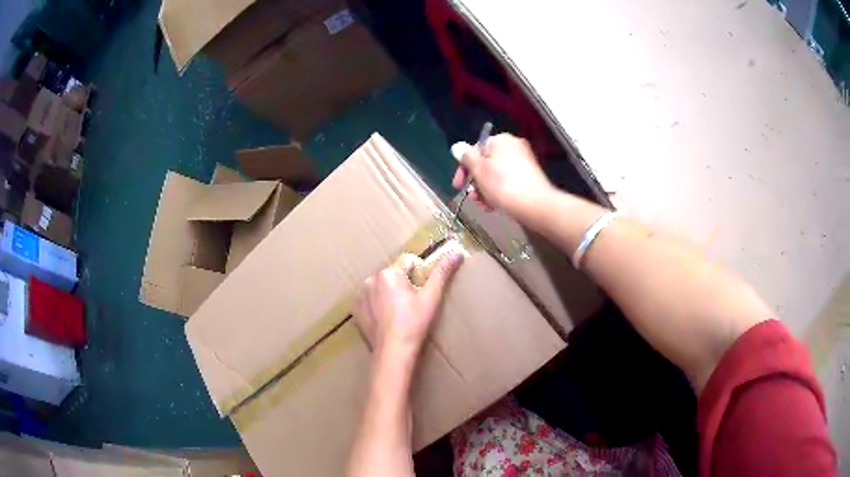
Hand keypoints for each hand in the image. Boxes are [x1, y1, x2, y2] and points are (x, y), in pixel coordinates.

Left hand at [355, 253, 463, 357]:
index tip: (421, 292)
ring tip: (399, 313)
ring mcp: (361, 294)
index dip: (419, 274)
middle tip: (411, 304)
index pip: (408, 261)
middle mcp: (371, 279)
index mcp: (389, 273)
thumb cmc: (414, 323)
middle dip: (403, 283)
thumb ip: (442, 273)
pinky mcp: (356, 309)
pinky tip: (387, 318)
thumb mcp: (431, 297)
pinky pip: (370, 298)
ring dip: (390, 292)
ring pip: (382, 285)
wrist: (393, 351)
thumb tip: (457, 253)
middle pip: (394, 273)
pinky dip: (378, 304)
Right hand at [451, 133, 553, 219]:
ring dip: (486, 189)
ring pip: (497, 173)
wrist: (535, 205)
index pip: (476, 149)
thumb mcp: (479, 170)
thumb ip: (466, 157)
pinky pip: (509, 180)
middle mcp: (514, 146)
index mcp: (501, 140)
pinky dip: (500, 191)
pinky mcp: (531, 176)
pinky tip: (496, 205)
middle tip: (472, 198)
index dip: (464, 168)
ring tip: (485, 205)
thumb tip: (457, 147)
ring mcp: (524, 161)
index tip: (458, 185)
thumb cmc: (503, 185)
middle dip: (476, 181)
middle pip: (486, 162)